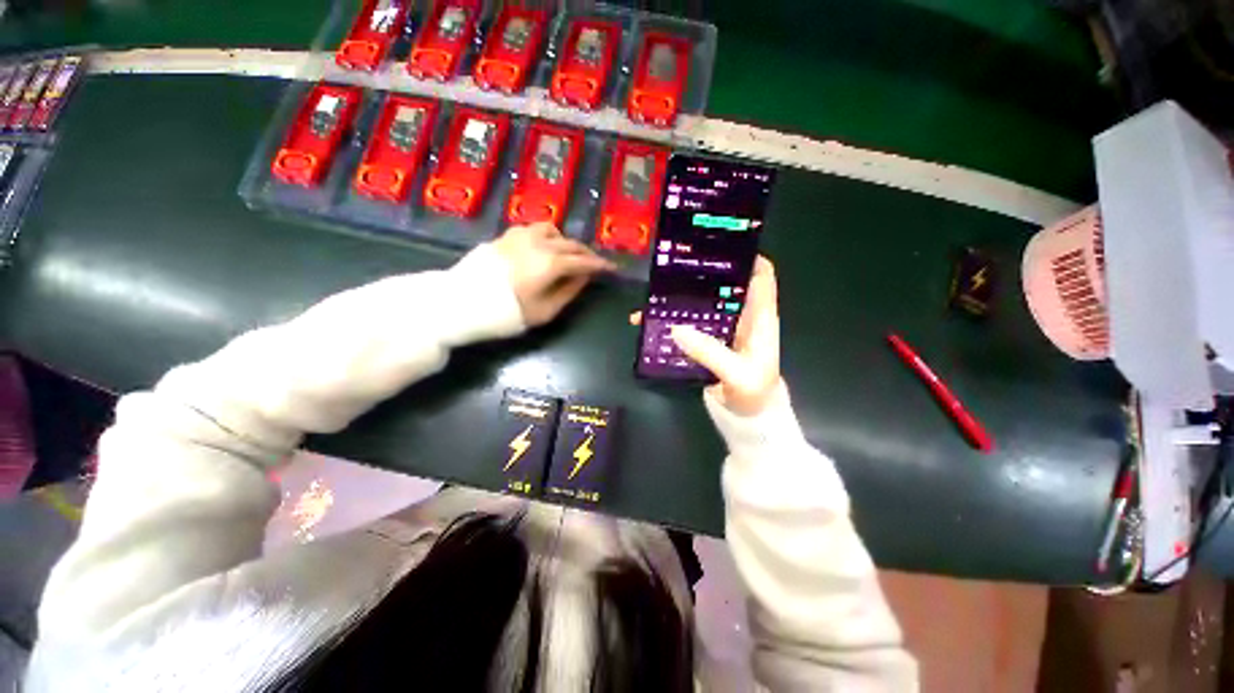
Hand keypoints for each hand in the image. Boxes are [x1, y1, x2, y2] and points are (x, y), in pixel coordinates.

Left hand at [492, 222, 614, 326]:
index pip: (583, 261)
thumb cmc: (506, 312)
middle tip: (593, 263)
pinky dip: (545, 237)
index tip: (610, 268)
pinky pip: (533, 229)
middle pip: (570, 244)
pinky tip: (542, 248)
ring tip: (567, 254)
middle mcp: (538, 243)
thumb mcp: (544, 311)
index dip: (599, 265)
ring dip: (565, 241)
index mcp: (551, 263)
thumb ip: (568, 292)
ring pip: (551, 230)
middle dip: (585, 253)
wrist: (461, 302)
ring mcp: (520, 236)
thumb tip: (584, 277)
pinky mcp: (505, 236)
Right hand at [632, 257, 780, 415]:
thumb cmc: (754, 394)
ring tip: (654, 290)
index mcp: (760, 317)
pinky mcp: (706, 341)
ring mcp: (722, 329)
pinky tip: (647, 320)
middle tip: (675, 265)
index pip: (761, 277)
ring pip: (702, 303)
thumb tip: (676, 328)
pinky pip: (687, 325)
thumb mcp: (737, 374)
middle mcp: (741, 317)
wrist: (747, 419)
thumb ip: (710, 352)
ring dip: (681, 297)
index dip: (747, 257)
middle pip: (725, 284)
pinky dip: (669, 321)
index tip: (719, 247)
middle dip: (703, 273)